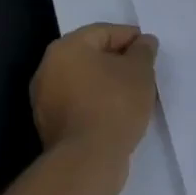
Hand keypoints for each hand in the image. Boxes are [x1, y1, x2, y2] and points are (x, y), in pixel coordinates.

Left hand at [31, 24, 159, 191]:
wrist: (87, 162)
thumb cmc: (114, 105)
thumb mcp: (140, 70)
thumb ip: (143, 50)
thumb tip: (143, 42)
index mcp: (66, 48)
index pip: (104, 32)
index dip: (131, 39)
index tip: (150, 52)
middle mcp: (48, 69)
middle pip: (92, 56)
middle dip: (118, 62)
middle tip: (143, 72)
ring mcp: (45, 101)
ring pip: (85, 82)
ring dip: (108, 85)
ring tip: (134, 96)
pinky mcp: (49, 127)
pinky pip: (79, 105)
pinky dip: (97, 105)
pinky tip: (118, 115)